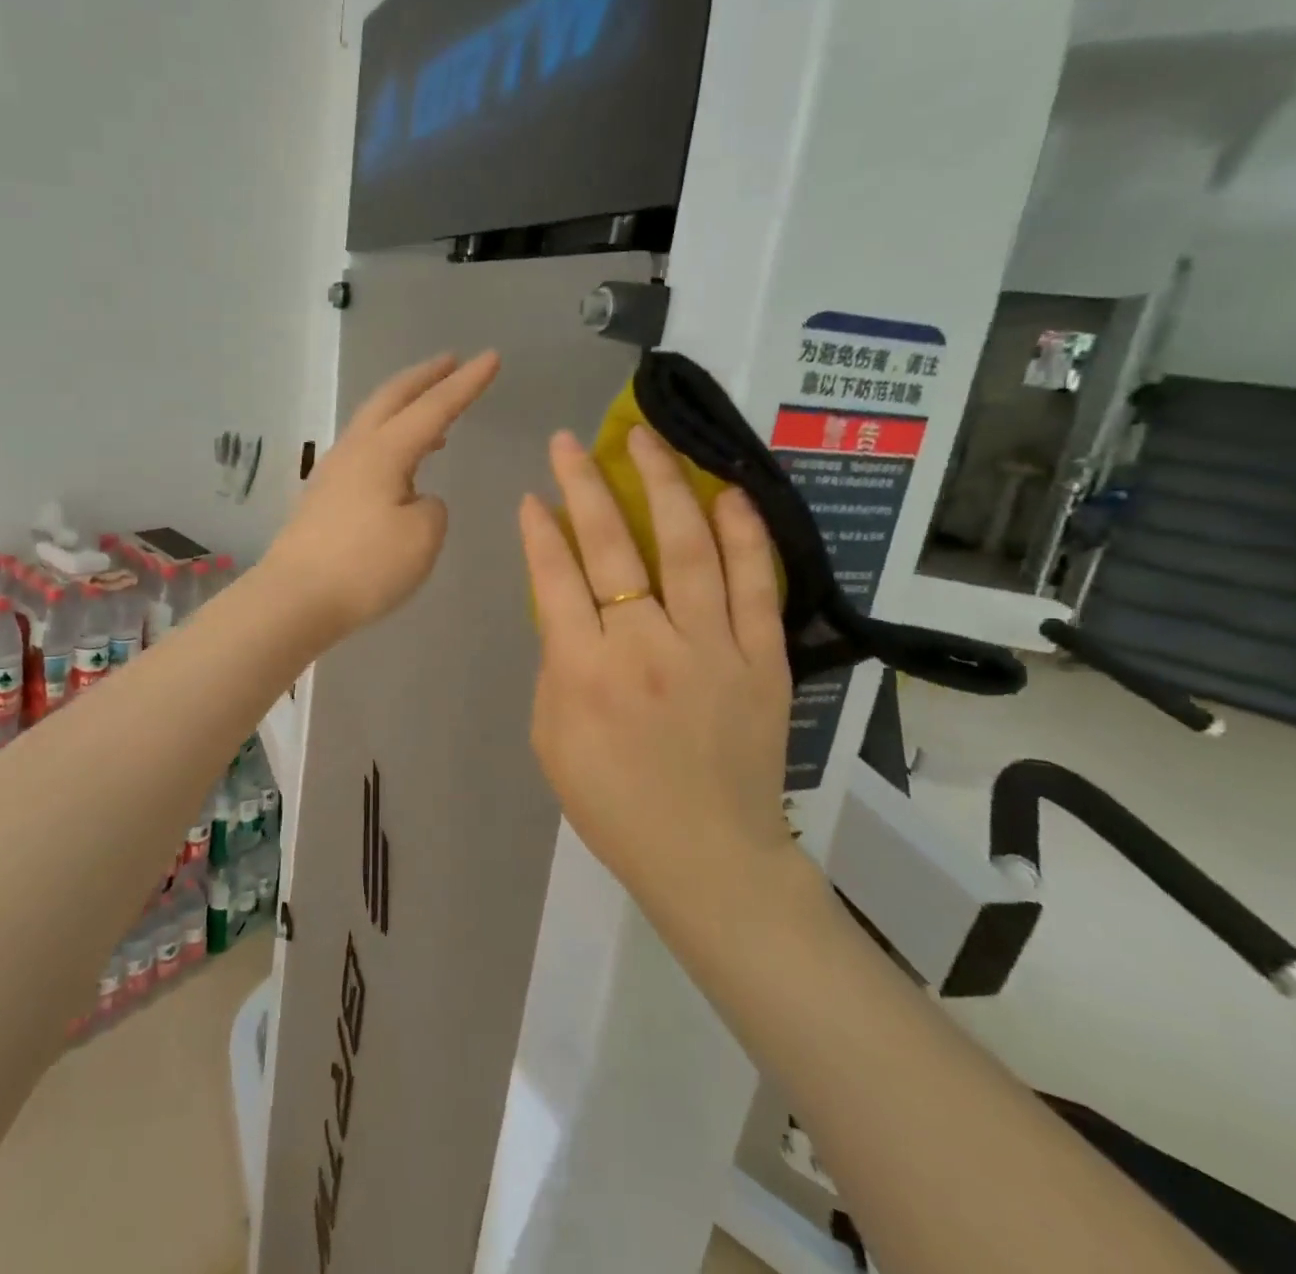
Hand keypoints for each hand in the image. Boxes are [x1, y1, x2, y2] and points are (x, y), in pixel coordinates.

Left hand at [267, 351, 500, 638]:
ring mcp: (333, 472)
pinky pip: (364, 450)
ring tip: (434, 413)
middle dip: (425, 376)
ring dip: (405, 407)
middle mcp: (355, 450)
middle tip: (451, 360)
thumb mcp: (422, 537)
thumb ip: (432, 507)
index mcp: (383, 451)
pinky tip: (401, 465)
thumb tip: (415, 499)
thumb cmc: (364, 566)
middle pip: (391, 398)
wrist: (294, 599)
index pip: (433, 408)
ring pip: (373, 422)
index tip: (491, 357)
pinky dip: (390, 438)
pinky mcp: (323, 497)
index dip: (465, 384)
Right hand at [517, 424, 799, 914]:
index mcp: (585, 673)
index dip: (541, 531)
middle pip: (613, 548)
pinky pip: (755, 585)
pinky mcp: (763, 660)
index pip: (556, 579)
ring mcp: (712, 650)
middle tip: (569, 442)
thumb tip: (568, 605)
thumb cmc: (612, 803)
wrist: (707, 856)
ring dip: (664, 486)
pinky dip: (744, 536)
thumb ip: (557, 663)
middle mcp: (646, 648)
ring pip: (688, 549)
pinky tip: (728, 495)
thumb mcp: (552, 736)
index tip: (532, 495)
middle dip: (585, 486)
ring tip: (645, 441)